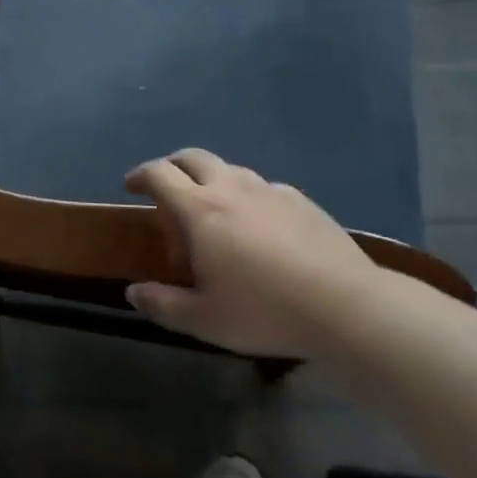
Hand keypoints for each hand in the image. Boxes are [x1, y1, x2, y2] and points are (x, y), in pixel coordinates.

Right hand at [124, 149, 384, 359]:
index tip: (131, 186)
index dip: (140, 174)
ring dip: (211, 180)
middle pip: (193, 157)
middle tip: (167, 188)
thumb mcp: (204, 320)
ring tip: (213, 210)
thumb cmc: (264, 311)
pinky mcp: (300, 200)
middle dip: (173, 166)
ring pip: (230, 169)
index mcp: (200, 210)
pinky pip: (263, 188)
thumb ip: (163, 304)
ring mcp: (269, 190)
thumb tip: (133, 292)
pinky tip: (259, 226)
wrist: (345, 306)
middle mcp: (231, 188)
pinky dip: (248, 196)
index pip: (159, 174)